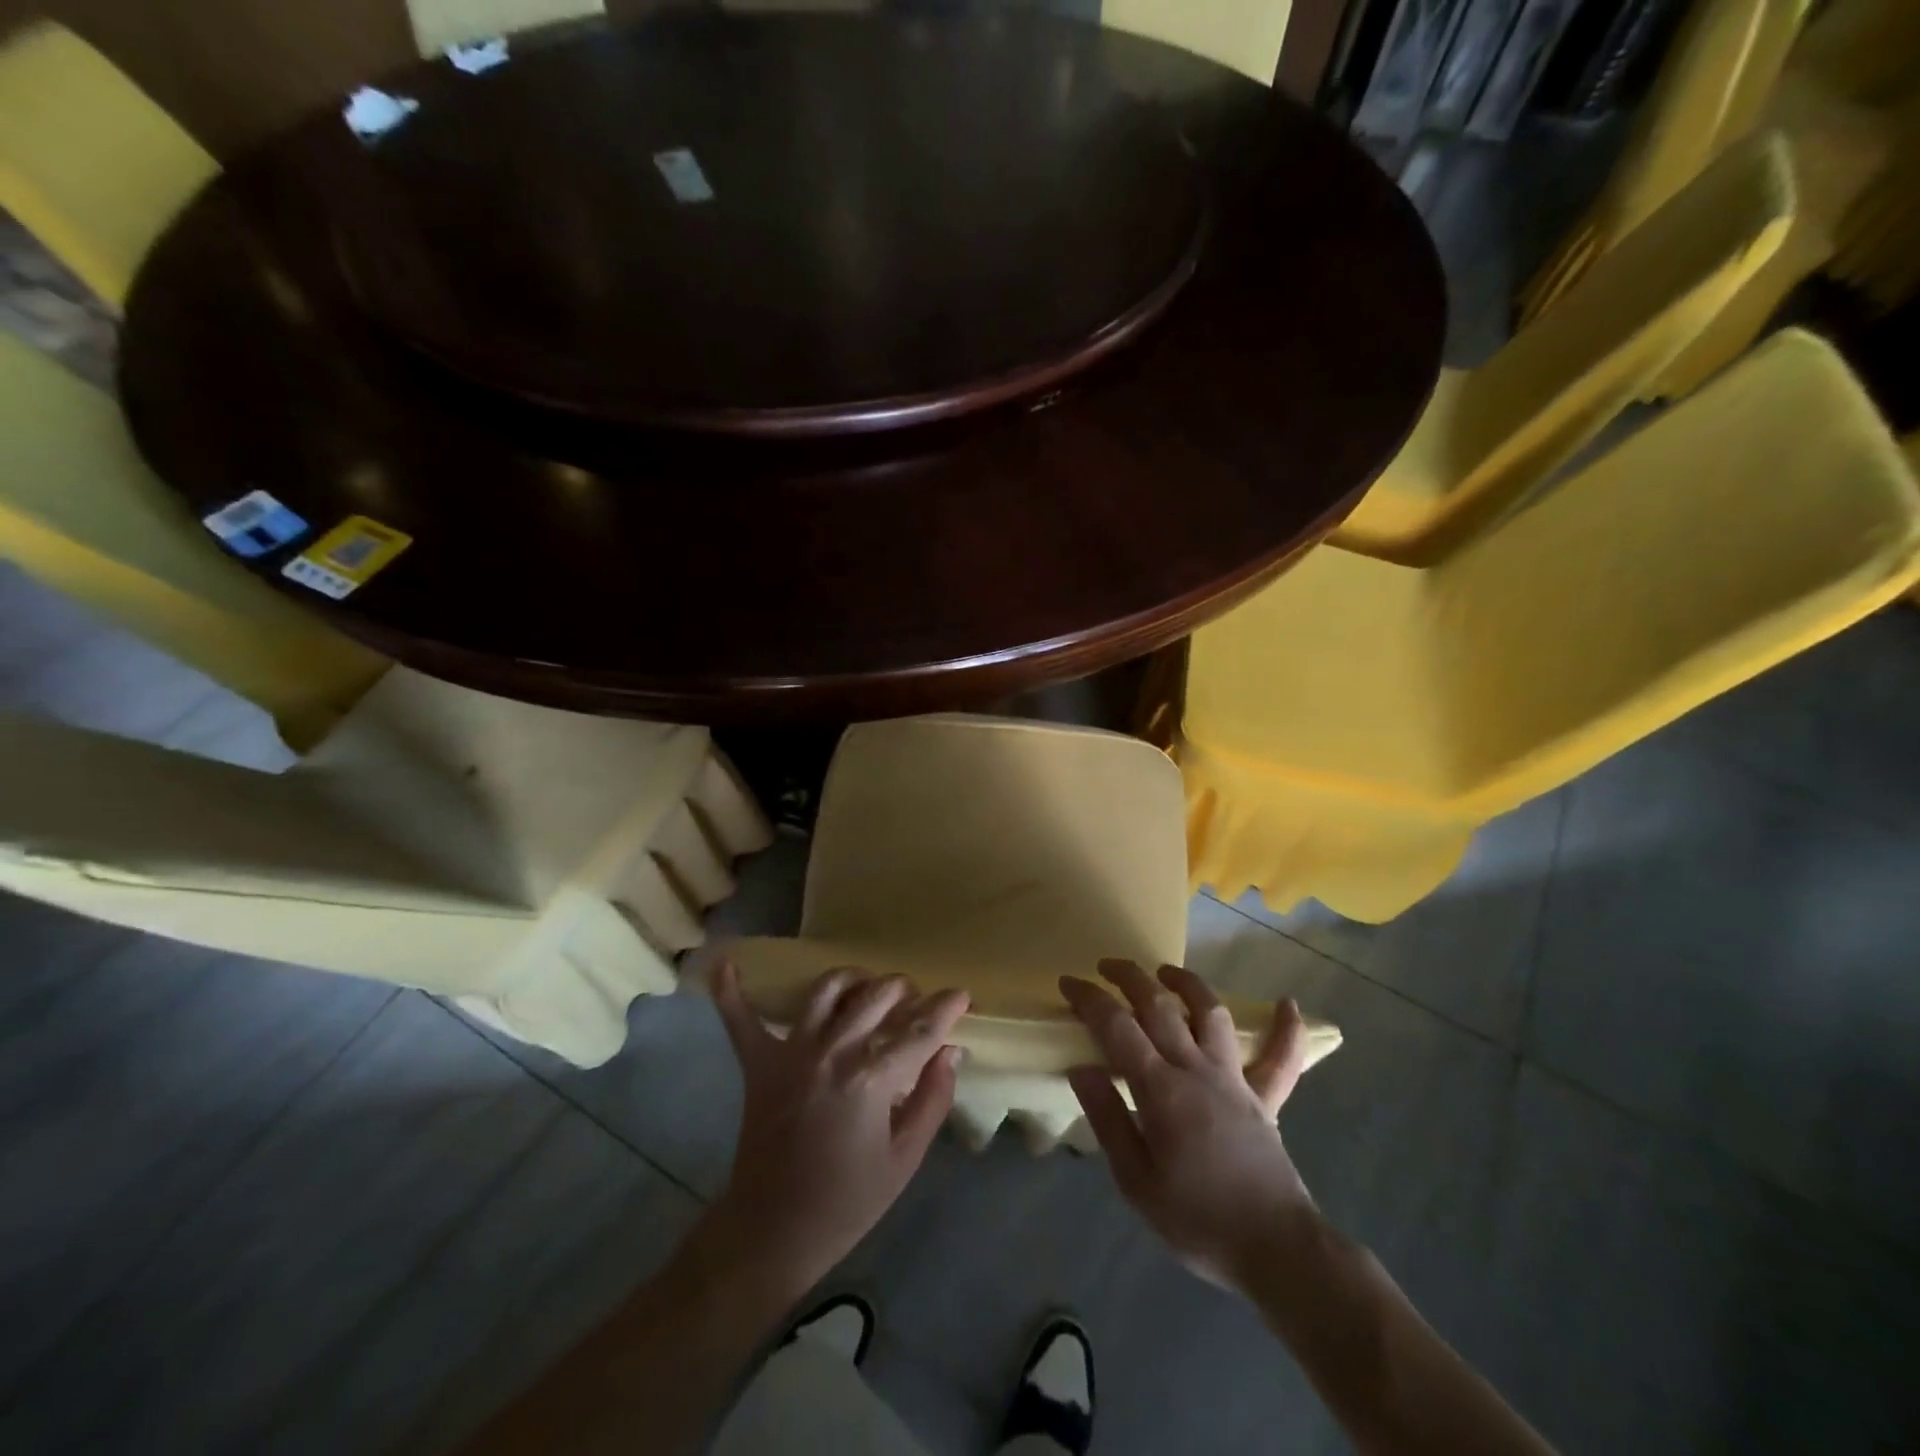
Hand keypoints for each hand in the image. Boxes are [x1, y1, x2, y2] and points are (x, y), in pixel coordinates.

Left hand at [705, 962, 969, 1298]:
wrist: (774, 1232)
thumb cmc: (848, 1202)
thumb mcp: (905, 1159)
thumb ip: (933, 1099)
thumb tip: (950, 1051)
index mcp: (872, 1079)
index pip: (920, 1031)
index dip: (946, 1009)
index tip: (962, 995)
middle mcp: (833, 1052)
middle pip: (877, 997)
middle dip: (904, 990)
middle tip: (914, 1001)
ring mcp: (792, 1052)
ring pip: (827, 990)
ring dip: (854, 978)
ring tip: (867, 986)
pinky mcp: (759, 1064)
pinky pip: (741, 1019)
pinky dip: (732, 992)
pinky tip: (725, 963)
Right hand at [1062, 959, 1315, 1294]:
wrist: (1276, 1251)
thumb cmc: (1198, 1221)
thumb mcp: (1136, 1182)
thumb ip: (1108, 1119)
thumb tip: (1082, 1067)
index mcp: (1161, 1090)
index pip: (1117, 1027)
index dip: (1090, 999)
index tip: (1069, 982)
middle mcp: (1197, 1070)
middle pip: (1160, 1006)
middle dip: (1130, 977)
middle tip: (1107, 966)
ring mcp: (1235, 1080)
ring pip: (1212, 1014)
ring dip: (1189, 985)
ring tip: (1167, 972)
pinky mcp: (1265, 1099)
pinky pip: (1281, 1059)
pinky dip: (1287, 1030)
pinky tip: (1288, 1003)